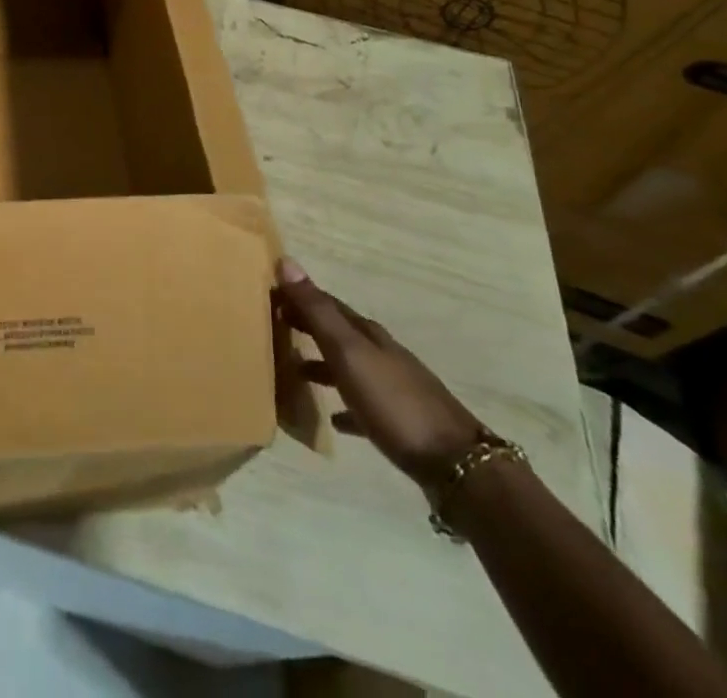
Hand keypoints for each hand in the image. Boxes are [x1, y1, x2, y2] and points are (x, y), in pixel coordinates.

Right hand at [275, 256, 484, 485]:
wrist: (456, 465)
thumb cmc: (393, 402)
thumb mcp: (348, 352)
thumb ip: (317, 311)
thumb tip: (286, 261)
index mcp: (368, 334)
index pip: (327, 303)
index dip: (300, 296)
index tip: (271, 292)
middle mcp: (382, 354)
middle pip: (340, 332)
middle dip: (310, 325)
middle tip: (277, 324)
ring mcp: (395, 388)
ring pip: (351, 367)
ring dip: (324, 363)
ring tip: (297, 371)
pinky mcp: (401, 423)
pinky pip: (364, 406)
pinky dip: (346, 404)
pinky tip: (335, 419)